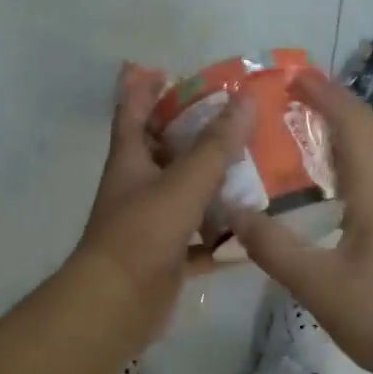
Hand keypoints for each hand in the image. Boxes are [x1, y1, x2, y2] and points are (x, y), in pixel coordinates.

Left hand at [74, 63, 253, 351]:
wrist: (117, 306)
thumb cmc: (142, 234)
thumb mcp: (182, 184)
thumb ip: (215, 146)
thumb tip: (245, 100)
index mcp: (131, 161)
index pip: (133, 112)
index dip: (141, 87)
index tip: (158, 67)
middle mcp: (138, 187)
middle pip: (165, 150)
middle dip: (193, 132)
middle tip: (231, 115)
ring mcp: (152, 223)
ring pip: (187, 194)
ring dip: (214, 183)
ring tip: (255, 166)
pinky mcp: (167, 255)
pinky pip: (200, 238)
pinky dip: (221, 234)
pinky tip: (253, 228)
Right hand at [231, 72, 372, 373]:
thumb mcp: (316, 284)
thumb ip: (272, 246)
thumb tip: (232, 211)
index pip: (352, 124)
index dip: (325, 95)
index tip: (294, 75)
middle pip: (371, 128)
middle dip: (336, 102)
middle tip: (297, 91)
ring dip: (350, 125)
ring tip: (311, 120)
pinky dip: (358, 152)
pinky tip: (336, 174)